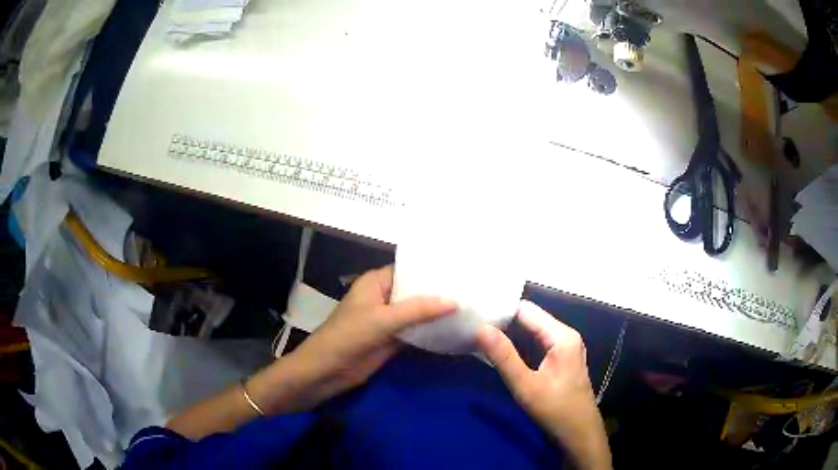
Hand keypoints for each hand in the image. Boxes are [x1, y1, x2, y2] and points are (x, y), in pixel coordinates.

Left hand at [256, 265, 455, 412]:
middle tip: (473, 288)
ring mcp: (388, 320)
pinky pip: (415, 331)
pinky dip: (431, 331)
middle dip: (439, 293)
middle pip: (415, 292)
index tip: (461, 270)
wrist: (326, 372)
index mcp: (376, 283)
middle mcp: (383, 297)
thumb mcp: (383, 319)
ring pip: (417, 313)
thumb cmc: (348, 337)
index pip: (409, 270)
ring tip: (470, 306)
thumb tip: (456, 300)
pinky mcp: (392, 340)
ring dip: (437, 313)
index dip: (432, 270)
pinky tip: (455, 327)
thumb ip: (418, 310)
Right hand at [476, 300, 610, 469]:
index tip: (474, 315)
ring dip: (509, 333)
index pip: (526, 310)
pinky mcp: (560, 359)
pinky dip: (518, 344)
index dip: (500, 311)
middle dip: (503, 322)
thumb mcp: (526, 386)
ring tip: (480, 334)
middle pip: (530, 318)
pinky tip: (500, 350)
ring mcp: (565, 347)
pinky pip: (537, 343)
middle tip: (472, 325)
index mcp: (562, 336)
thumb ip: (504, 356)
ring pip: (532, 331)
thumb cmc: (556, 411)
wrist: (580, 435)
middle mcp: (565, 335)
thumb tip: (480, 328)